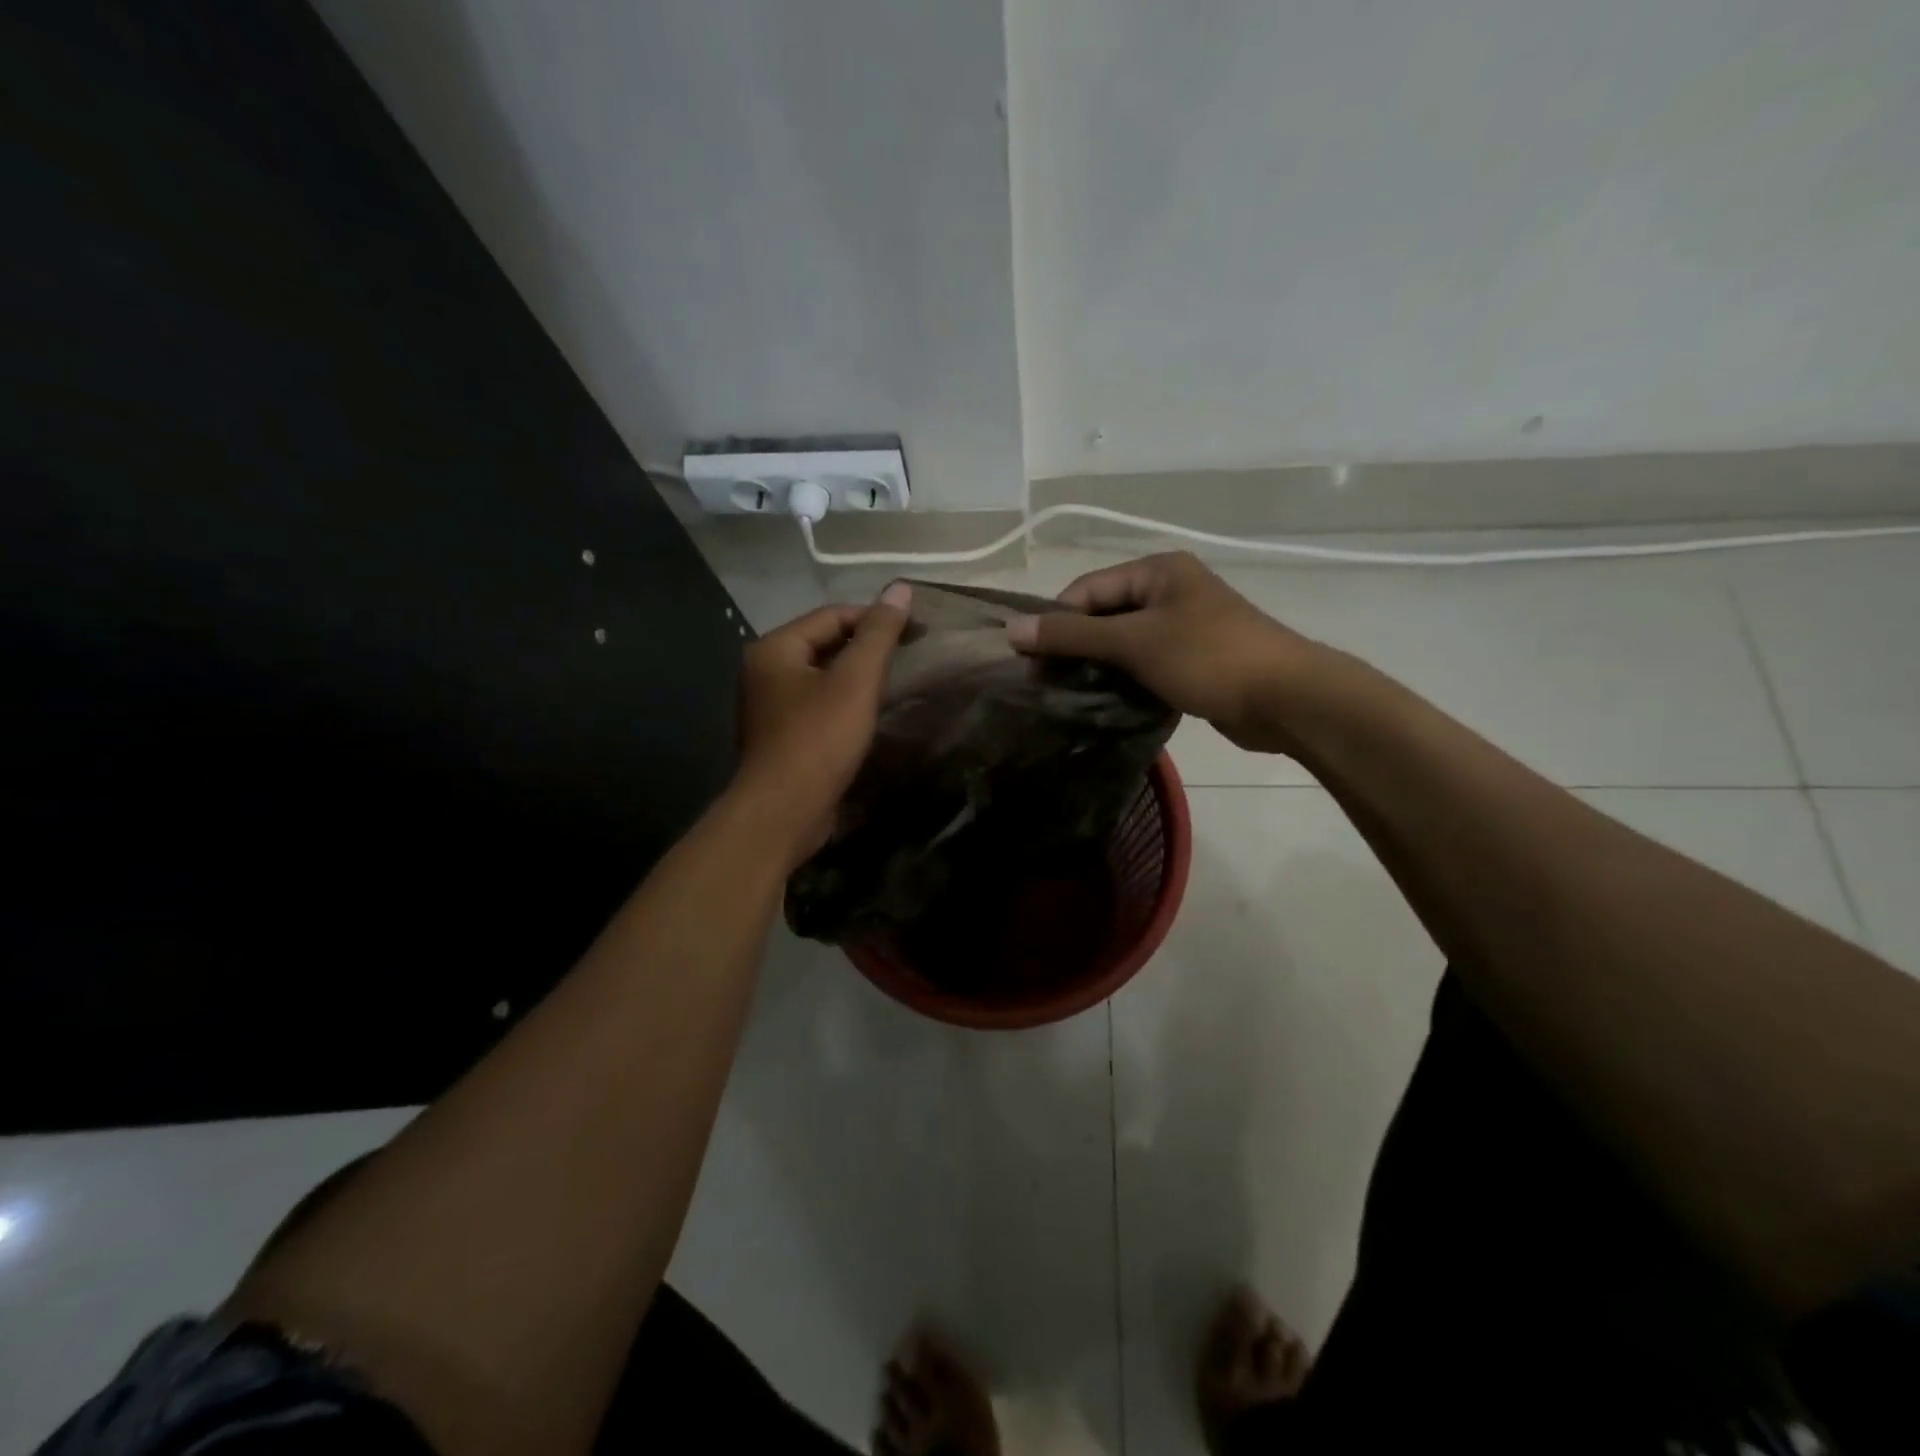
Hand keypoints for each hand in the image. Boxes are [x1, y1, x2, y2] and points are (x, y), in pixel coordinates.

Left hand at [732, 583, 911, 862]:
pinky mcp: (781, 735)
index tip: (916, 630)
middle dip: (866, 648)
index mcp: (774, 648)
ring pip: (822, 676)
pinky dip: (844, 702)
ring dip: (857, 676)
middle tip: (909, 655)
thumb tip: (900, 588)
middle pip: (824, 643)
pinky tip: (869, 713)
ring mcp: (769, 705)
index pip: (832, 616)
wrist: (783, 812)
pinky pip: (817, 704)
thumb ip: (878, 634)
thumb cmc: (818, 740)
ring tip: (896, 681)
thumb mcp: (855, 681)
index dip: (875, 618)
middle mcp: (764, 670)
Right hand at [1006, 552, 1322, 752]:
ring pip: (1123, 642)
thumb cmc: (1208, 657)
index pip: (1087, 588)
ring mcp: (1184, 627)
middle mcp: (1170, 591)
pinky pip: (1144, 664)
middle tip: (1047, 683)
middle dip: (1076, 646)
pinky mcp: (1193, 660)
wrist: (1286, 699)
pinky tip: (1105, 702)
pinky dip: (1123, 679)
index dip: (1056, 621)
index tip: (1030, 661)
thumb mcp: (1134, 642)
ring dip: (1098, 666)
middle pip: (1104, 614)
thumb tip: (1012, 629)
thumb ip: (1072, 635)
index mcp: (1157, 570)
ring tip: (1069, 696)